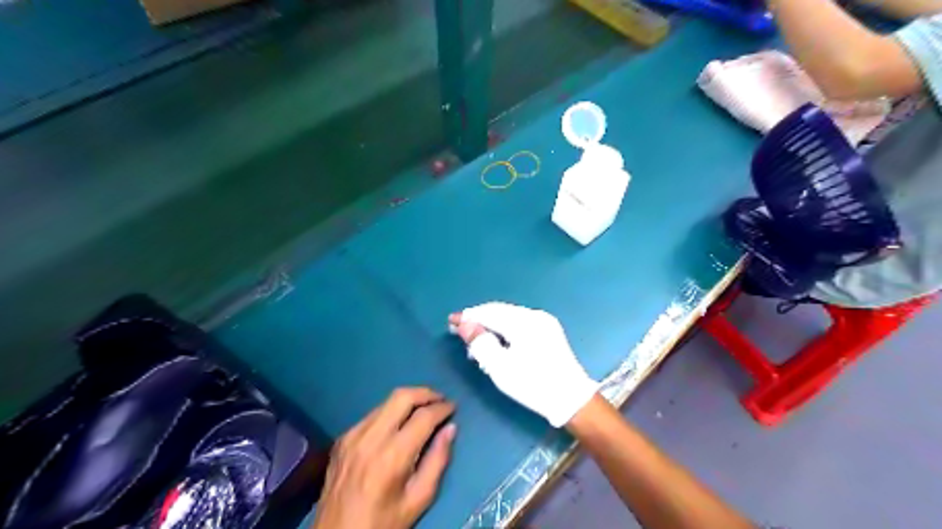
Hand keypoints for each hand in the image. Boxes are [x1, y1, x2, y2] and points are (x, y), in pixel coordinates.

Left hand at [312, 387, 456, 527]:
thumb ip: (437, 461)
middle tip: (440, 399)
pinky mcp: (342, 438)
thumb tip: (450, 428)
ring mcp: (352, 435)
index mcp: (392, 456)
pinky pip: (372, 415)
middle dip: (425, 393)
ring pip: (385, 402)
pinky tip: (398, 425)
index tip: (453, 407)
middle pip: (402, 396)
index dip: (442, 408)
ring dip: (408, 400)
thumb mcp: (418, 500)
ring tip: (423, 408)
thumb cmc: (383, 523)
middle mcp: (371, 438)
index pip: (423, 417)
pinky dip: (390, 413)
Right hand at [447, 305, 594, 427]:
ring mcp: (544, 322)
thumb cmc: (533, 384)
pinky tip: (497, 341)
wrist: (571, 399)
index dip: (469, 316)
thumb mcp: (500, 367)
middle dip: (479, 319)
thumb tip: (464, 324)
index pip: (489, 312)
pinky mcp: (549, 331)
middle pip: (500, 311)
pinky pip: (520, 323)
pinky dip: (505, 328)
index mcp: (523, 321)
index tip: (451, 321)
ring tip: (476, 340)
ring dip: (491, 324)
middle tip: (460, 330)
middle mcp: (535, 315)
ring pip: (510, 316)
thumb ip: (480, 342)